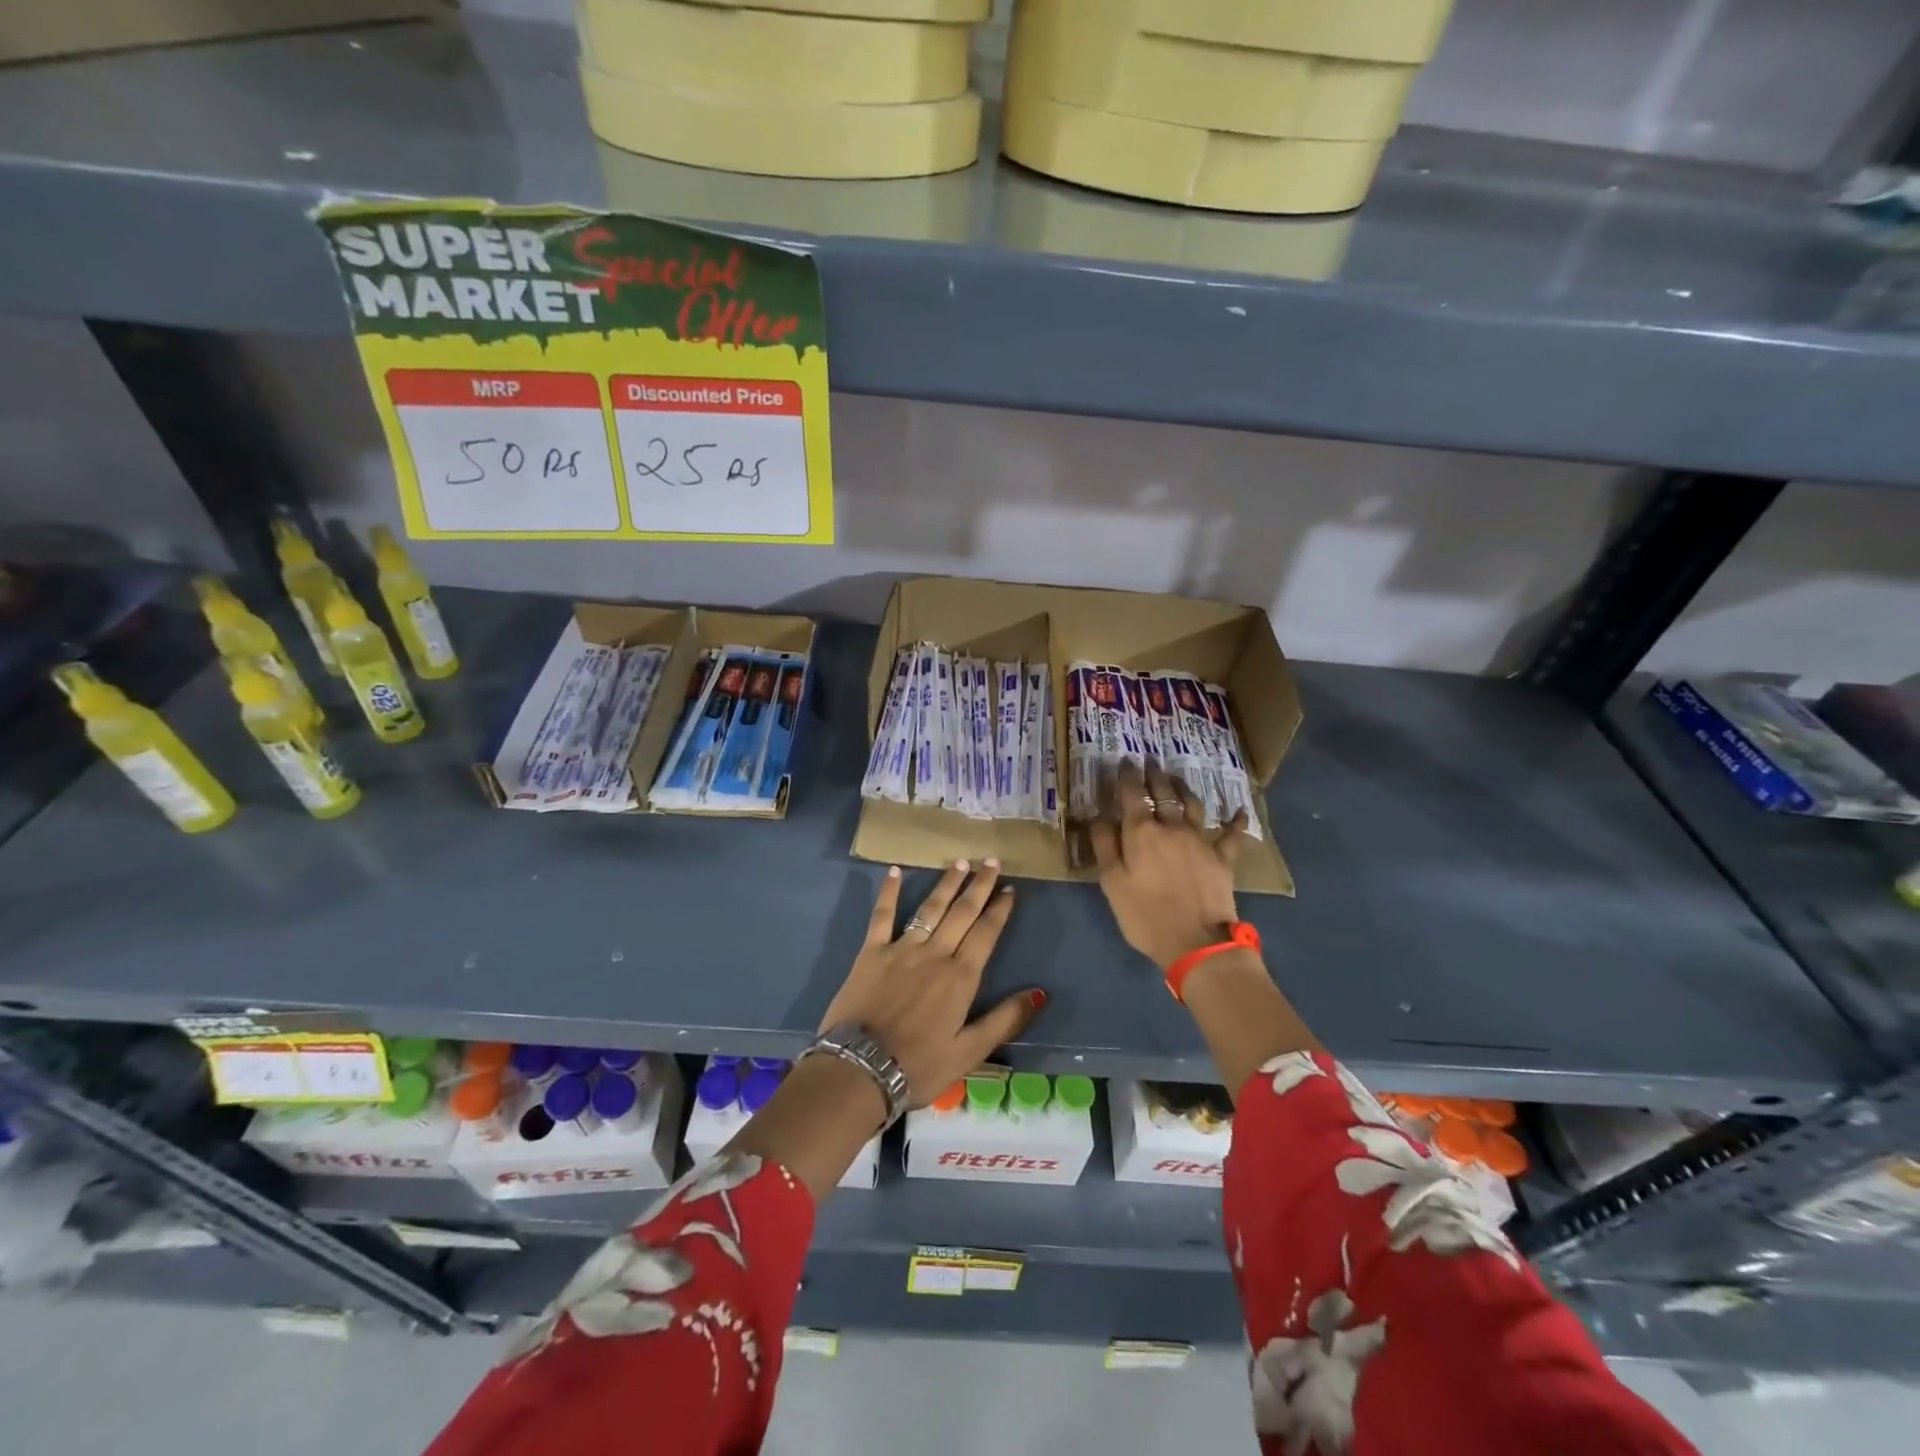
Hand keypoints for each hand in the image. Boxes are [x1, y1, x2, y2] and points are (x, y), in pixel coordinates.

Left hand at [817, 859, 1044, 1107]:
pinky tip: (896, 870)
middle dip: (979, 886)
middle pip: (962, 913)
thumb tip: (1040, 993)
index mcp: (960, 977)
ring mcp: (901, 949)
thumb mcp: (971, 1052)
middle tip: (991, 861)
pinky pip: (882, 915)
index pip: (986, 934)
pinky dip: (890, 892)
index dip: (999, 910)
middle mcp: (935, 954)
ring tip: (960, 862)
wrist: (861, 1069)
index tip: (1010, 889)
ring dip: (946, 883)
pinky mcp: (871, 952)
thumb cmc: (919, 1065)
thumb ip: (1005, 1019)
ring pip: (930, 908)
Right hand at [1091, 759, 1247, 970]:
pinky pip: (1231, 835)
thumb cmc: (1145, 914)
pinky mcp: (1222, 858)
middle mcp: (1171, 827)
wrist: (1196, 942)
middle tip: (1149, 759)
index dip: (1127, 776)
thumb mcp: (1112, 883)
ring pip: (1192, 805)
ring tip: (1177, 777)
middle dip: (1154, 774)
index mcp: (1141, 832)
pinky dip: (1235, 821)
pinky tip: (1239, 811)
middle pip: (1163, 794)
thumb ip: (1104, 845)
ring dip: (1183, 788)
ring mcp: (1200, 841)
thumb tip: (1098, 815)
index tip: (1124, 760)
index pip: (1131, 795)